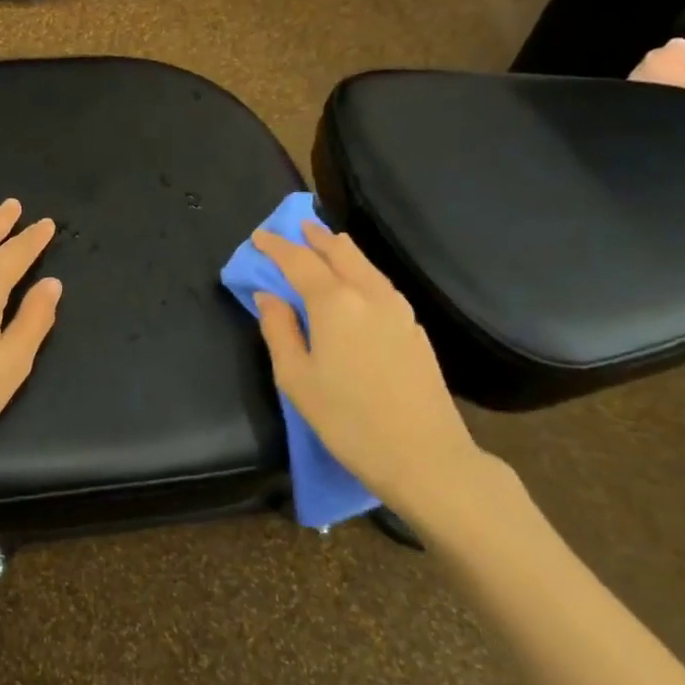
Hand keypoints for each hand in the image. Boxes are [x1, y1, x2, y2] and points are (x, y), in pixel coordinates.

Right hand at [250, 220, 523, 533]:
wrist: (425, 456)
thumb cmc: (347, 419)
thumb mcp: (296, 378)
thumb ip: (278, 330)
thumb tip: (268, 297)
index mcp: (334, 303)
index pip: (299, 261)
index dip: (276, 246)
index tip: (259, 236)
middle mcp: (368, 295)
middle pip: (340, 252)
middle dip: (314, 238)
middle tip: (296, 229)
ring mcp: (398, 310)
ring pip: (365, 265)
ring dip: (341, 250)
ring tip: (326, 245)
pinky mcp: (415, 329)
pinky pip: (381, 284)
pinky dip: (361, 271)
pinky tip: (357, 283)